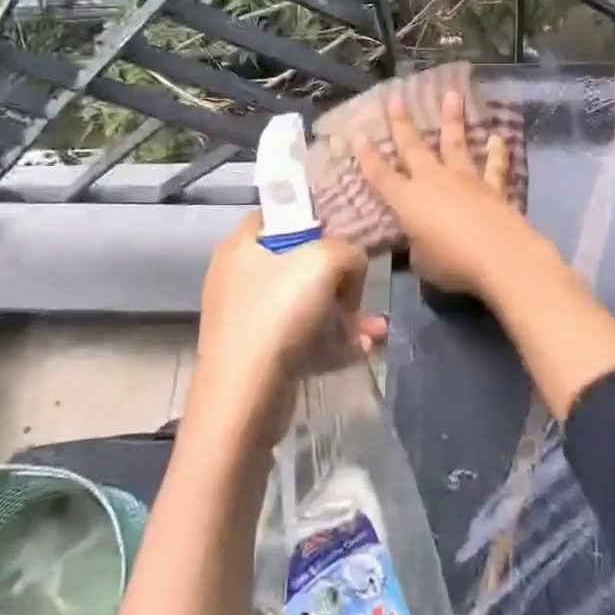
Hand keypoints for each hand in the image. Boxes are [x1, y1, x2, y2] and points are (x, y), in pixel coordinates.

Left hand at [190, 213, 381, 442]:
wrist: (243, 399)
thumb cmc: (277, 314)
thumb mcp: (325, 261)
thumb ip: (348, 252)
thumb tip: (350, 269)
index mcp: (242, 245)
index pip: (280, 215)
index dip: (314, 220)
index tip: (344, 238)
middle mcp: (239, 277)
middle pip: (299, 263)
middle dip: (340, 279)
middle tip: (359, 294)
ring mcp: (247, 319)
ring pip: (306, 305)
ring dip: (344, 315)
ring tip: (376, 329)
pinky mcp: (258, 356)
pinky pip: (303, 338)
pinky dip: (332, 342)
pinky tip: (363, 349)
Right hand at [352, 86, 564, 302]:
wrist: (501, 257)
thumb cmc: (452, 264)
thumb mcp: (422, 262)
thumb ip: (417, 246)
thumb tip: (420, 240)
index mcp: (407, 201)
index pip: (380, 175)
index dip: (366, 156)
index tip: (357, 133)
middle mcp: (433, 181)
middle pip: (412, 147)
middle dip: (401, 122)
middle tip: (396, 96)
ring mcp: (465, 180)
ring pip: (455, 143)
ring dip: (452, 119)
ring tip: (451, 94)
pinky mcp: (493, 187)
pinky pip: (494, 166)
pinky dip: (497, 152)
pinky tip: (498, 138)